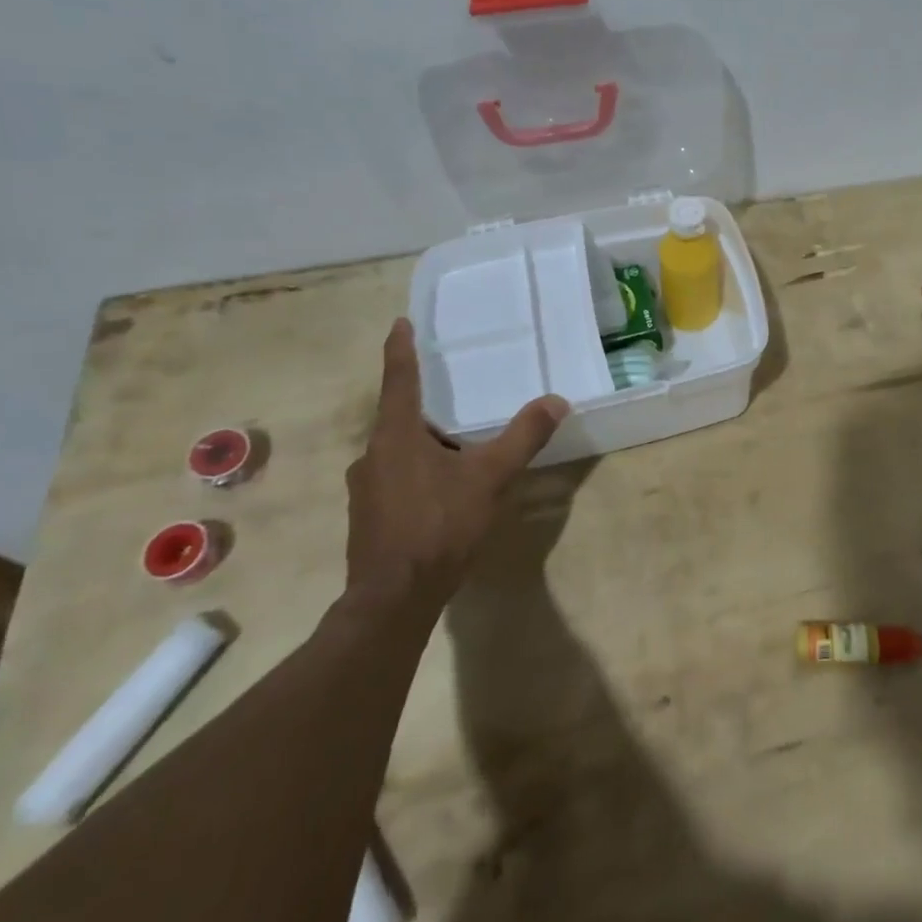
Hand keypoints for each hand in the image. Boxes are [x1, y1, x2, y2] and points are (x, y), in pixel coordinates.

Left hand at [343, 318, 567, 610]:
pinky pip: (394, 480)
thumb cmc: (439, 526)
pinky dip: (417, 475)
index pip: (399, 380)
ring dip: (423, 445)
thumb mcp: (490, 476)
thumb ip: (523, 436)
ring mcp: (365, 489)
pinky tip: (443, 494)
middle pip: (398, 418)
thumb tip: (556, 400)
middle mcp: (372, 456)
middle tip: (455, 400)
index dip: (400, 350)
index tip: (399, 323)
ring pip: (397, 453)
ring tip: (457, 451)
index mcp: (396, 436)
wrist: (394, 598)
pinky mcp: (368, 517)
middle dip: (425, 408)